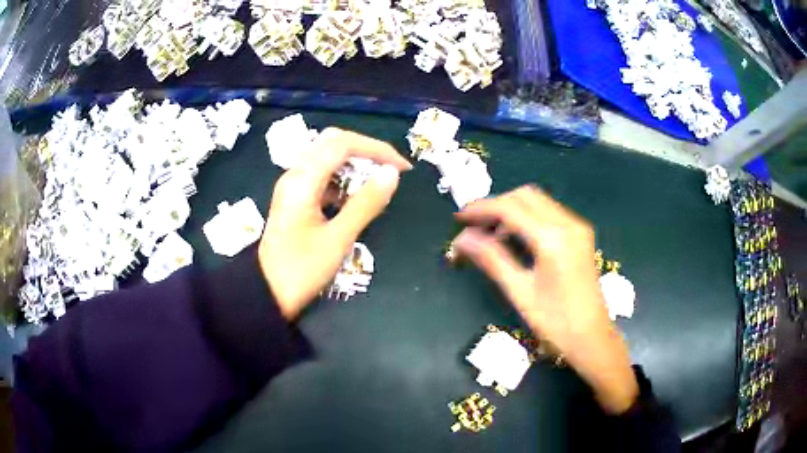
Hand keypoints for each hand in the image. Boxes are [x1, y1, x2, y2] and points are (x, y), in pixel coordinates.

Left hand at [259, 128, 411, 319]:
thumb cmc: (301, 270)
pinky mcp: (295, 197)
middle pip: (332, 143)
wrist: (267, 293)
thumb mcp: (338, 238)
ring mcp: (293, 185)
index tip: (402, 167)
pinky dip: (343, 178)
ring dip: (354, 163)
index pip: (342, 144)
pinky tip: (355, 196)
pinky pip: (322, 175)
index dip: (376, 149)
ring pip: (326, 157)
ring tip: (378, 181)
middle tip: (391, 169)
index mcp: (302, 179)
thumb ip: (366, 203)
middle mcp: (295, 174)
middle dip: (365, 151)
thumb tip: (392, 174)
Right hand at [453, 186, 637, 413]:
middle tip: (474, 225)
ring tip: (490, 233)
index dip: (481, 209)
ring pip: (538, 201)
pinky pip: (549, 212)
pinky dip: (527, 217)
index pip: (510, 208)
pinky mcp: (580, 234)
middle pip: (525, 196)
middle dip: (496, 205)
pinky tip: (516, 238)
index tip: (459, 218)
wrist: (592, 338)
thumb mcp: (519, 291)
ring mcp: (577, 227)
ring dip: (511, 209)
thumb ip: (491, 259)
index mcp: (553, 239)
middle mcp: (568, 224)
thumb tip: (461, 239)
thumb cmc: (555, 322)